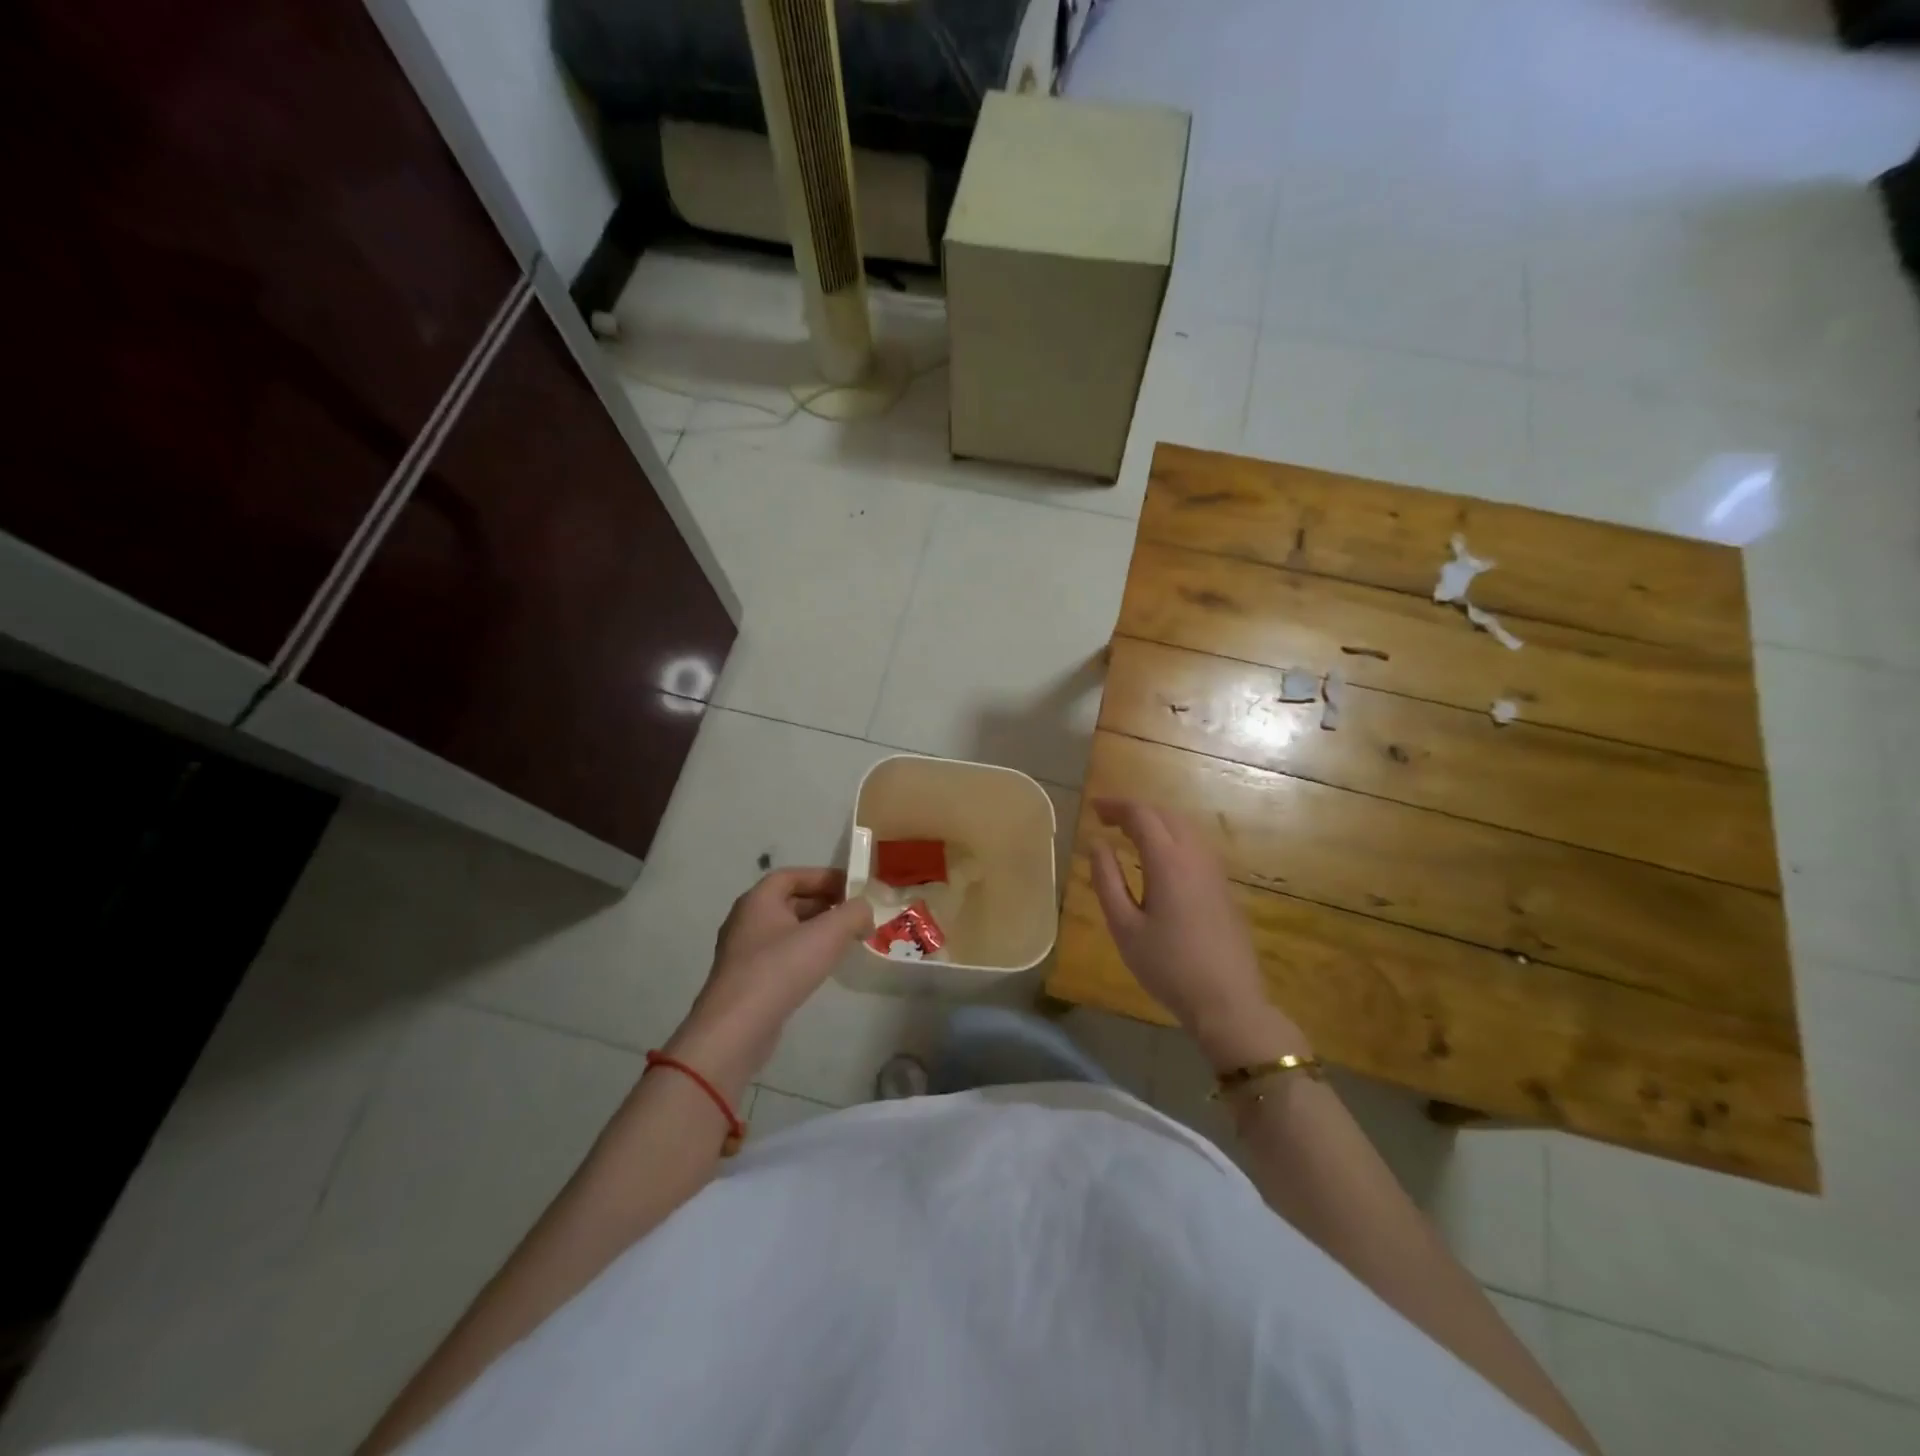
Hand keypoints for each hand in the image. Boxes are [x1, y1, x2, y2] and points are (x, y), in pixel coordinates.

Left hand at [665, 868, 872, 1098]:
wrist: (736, 1030)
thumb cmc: (781, 969)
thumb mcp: (828, 934)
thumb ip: (854, 913)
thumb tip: (865, 911)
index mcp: (759, 900)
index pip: (793, 875)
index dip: (824, 877)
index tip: (853, 888)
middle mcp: (746, 920)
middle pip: (790, 901)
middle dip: (824, 904)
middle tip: (854, 915)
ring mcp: (743, 952)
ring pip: (786, 930)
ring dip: (816, 931)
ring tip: (845, 941)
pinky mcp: (746, 981)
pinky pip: (780, 956)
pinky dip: (803, 953)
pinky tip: (822, 968)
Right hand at [1087, 798, 1309, 1071]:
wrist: (1228, 1002)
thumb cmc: (1167, 966)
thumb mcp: (1124, 927)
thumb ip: (1106, 880)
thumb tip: (1097, 844)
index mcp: (1168, 862)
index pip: (1141, 815)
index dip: (1115, 806)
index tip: (1093, 809)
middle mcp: (1195, 856)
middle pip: (1165, 815)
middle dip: (1135, 811)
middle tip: (1107, 820)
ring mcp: (1215, 871)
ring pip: (1185, 828)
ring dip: (1156, 822)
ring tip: (1130, 835)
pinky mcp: (1224, 887)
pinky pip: (1196, 846)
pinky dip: (1173, 838)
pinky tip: (1159, 859)